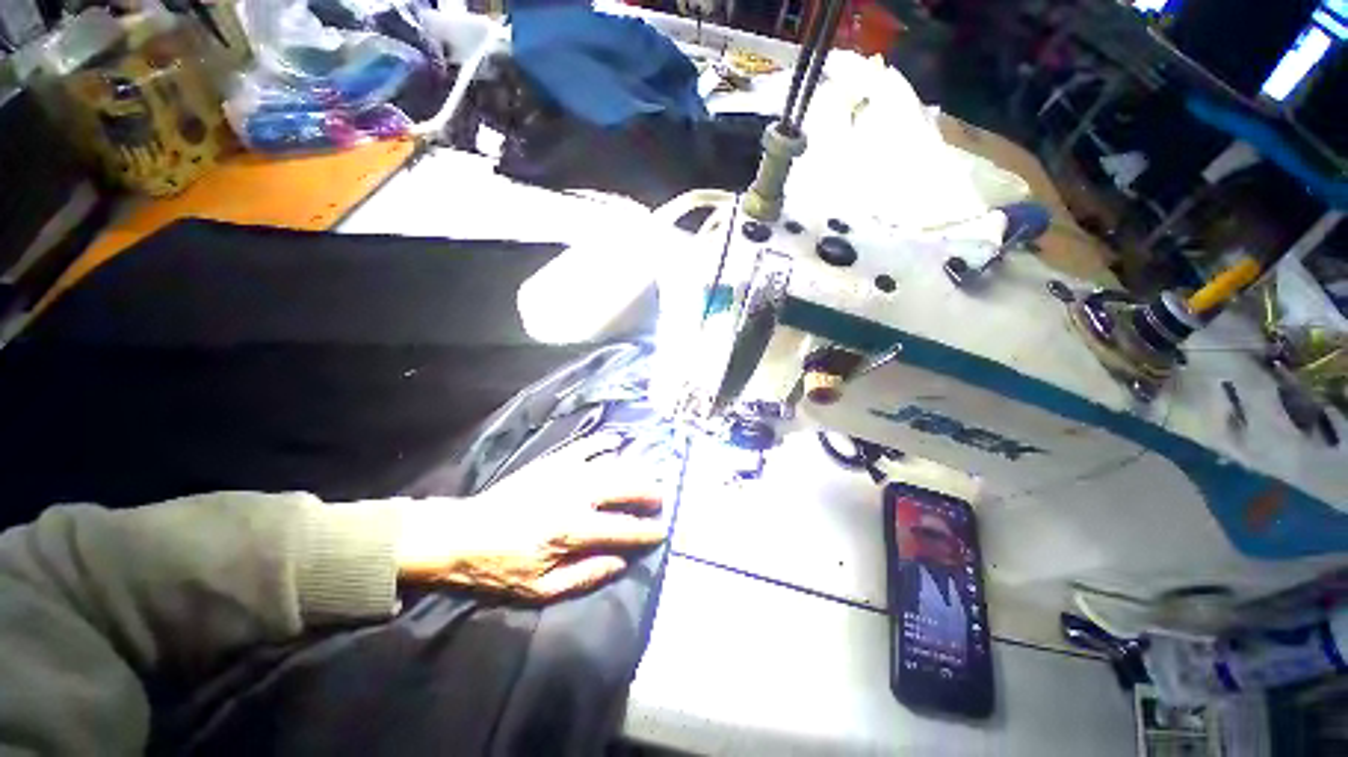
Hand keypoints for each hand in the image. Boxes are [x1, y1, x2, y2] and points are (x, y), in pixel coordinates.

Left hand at [396, 433, 666, 599]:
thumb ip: (585, 574)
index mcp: (571, 530)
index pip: (622, 529)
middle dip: (647, 493)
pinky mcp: (552, 462)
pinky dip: (604, 443)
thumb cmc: (500, 567)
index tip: (662, 532)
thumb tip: (621, 562)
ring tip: (647, 475)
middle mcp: (574, 495)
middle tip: (661, 498)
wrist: (463, 534)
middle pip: (623, 487)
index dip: (646, 532)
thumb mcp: (540, 588)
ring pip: (610, 465)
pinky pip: (585, 446)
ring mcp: (564, 473)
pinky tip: (616, 443)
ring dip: (633, 470)